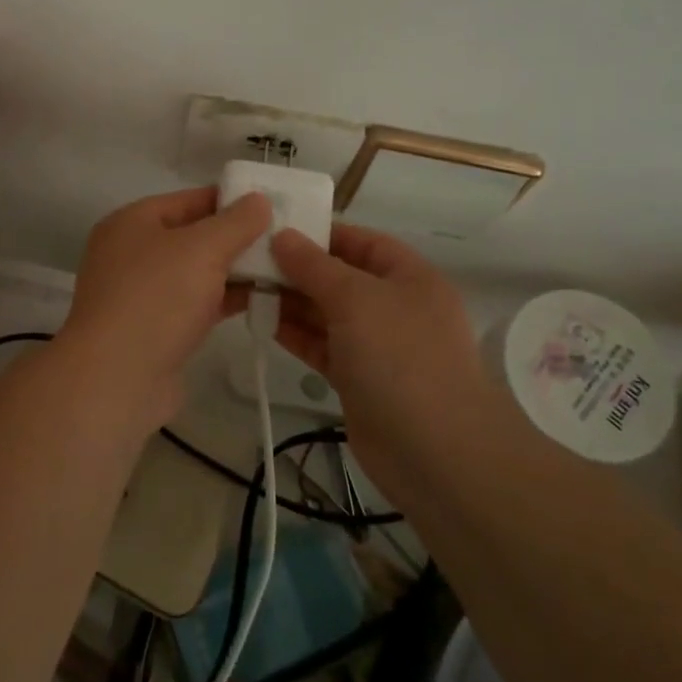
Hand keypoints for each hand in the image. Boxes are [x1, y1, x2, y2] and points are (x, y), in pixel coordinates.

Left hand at [58, 187, 272, 433]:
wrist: (117, 379)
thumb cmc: (156, 299)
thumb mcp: (202, 249)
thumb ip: (235, 222)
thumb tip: (258, 200)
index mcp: (132, 222)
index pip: (189, 199)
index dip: (231, 200)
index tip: (273, 204)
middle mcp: (132, 253)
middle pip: (194, 236)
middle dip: (237, 238)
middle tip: (286, 238)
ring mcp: (142, 294)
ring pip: (197, 272)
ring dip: (235, 271)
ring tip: (285, 268)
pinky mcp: (156, 329)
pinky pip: (196, 303)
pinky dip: (224, 299)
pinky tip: (263, 300)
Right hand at [271, 224, 492, 492]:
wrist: (435, 452)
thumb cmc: (400, 357)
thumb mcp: (355, 298)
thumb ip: (314, 266)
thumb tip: (282, 236)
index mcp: (409, 277)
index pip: (361, 241)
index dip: (321, 233)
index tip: (274, 229)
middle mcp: (395, 306)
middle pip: (340, 277)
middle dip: (298, 268)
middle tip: (248, 260)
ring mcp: (377, 345)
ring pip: (327, 313)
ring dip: (291, 301)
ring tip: (246, 287)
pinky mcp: (359, 379)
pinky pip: (322, 346)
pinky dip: (295, 334)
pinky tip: (262, 322)